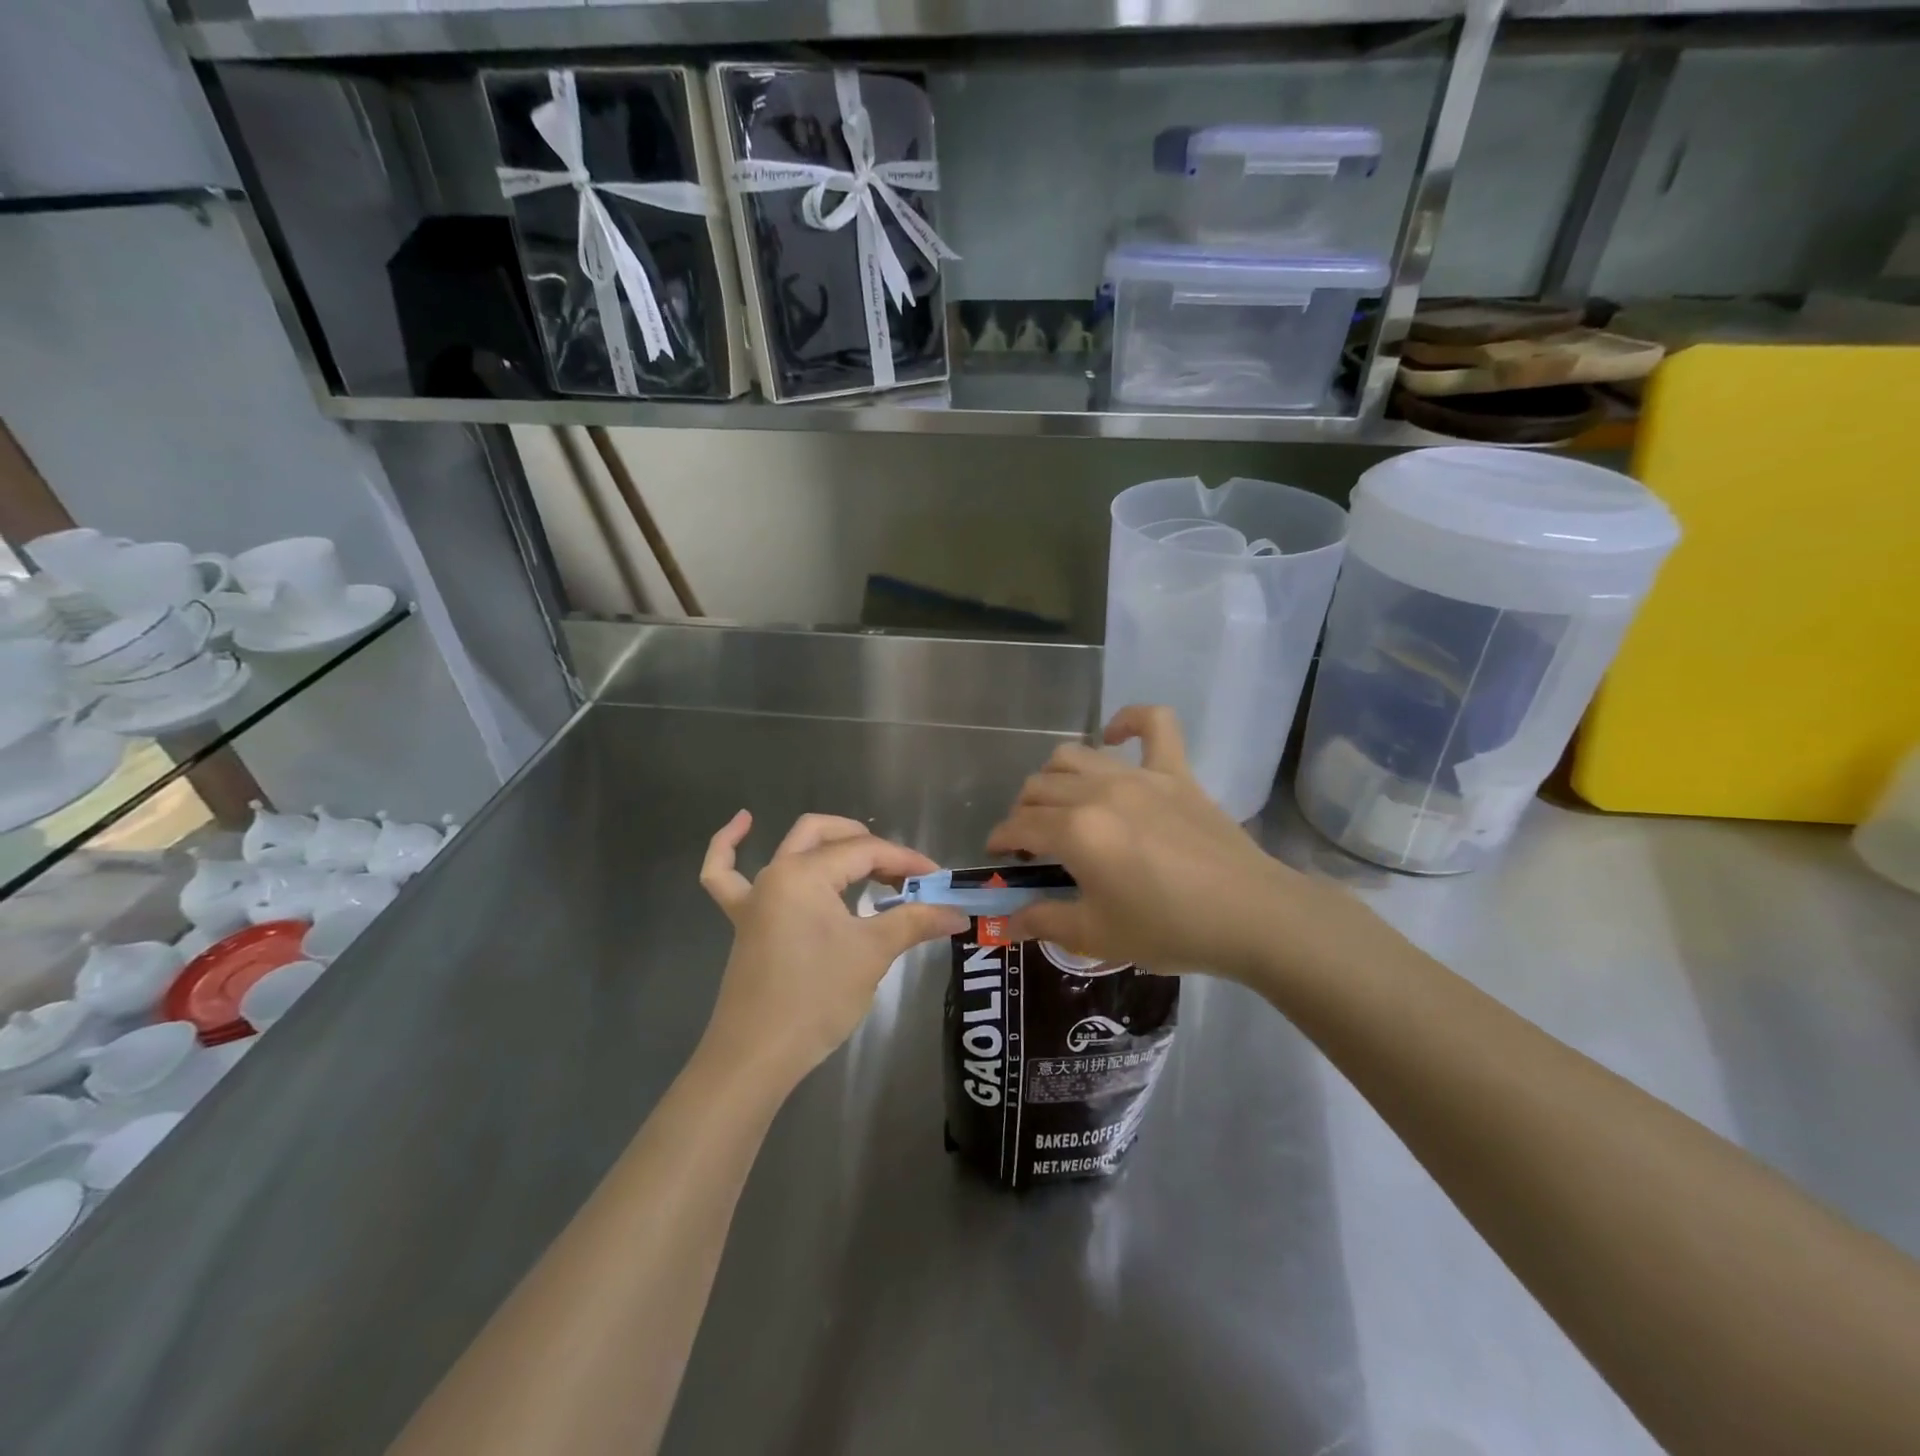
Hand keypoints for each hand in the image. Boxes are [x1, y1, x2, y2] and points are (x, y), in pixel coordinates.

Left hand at [699, 811, 967, 1087]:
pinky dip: (730, 846)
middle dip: (870, 846)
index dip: (906, 860)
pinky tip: (744, 823)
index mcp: (806, 873)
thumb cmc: (816, 999)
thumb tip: (958, 913)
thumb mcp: (872, 954)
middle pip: (828, 836)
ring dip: (827, 843)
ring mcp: (754, 896)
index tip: (938, 880)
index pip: (866, 852)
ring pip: (790, 847)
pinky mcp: (743, 921)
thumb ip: (914, 923)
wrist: (757, 1056)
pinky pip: (724, 874)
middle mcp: (777, 873)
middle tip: (904, 874)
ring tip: (862, 854)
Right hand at [986, 706, 1368, 984]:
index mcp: (1075, 831)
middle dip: (1023, 813)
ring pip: (1075, 755)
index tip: (1000, 857)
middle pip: (1039, 787)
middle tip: (1033, 844)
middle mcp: (1098, 791)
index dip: (1000, 840)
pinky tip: (1116, 735)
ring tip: (1063, 803)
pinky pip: (1154, 723)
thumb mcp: (1097, 935)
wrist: (1250, 916)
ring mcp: (1139, 775)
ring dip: (1055, 777)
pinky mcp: (1176, 771)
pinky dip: (1129, 721)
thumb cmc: (1168, 929)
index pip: (1019, 825)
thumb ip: (1044, 922)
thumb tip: (1006, 923)